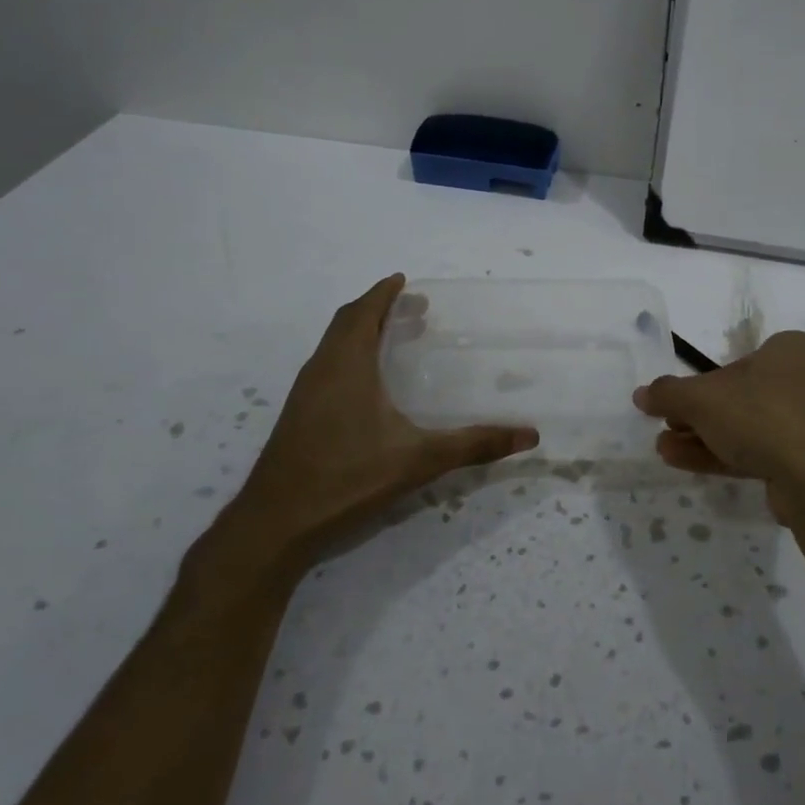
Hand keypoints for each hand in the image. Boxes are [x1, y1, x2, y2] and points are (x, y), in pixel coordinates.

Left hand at [193, 275, 537, 585]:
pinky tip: (370, 386)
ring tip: (396, 339)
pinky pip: (327, 367)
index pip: (362, 312)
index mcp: (346, 365)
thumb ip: (474, 445)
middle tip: (412, 309)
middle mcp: (321, 370)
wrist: (275, 524)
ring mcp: (304, 394)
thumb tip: (529, 436)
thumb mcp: (418, 460)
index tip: (403, 280)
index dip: (383, 292)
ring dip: (362, 332)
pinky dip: (350, 357)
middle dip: (377, 309)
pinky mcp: (298, 416)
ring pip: (333, 346)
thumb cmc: (346, 478)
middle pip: (346, 323)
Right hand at [632, 331, 804, 519]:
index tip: (674, 404)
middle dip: (696, 416)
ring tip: (664, 450)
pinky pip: (763, 451)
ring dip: (703, 438)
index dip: (700, 383)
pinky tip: (686, 462)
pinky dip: (725, 454)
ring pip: (748, 427)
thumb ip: (668, 393)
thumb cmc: (761, 416)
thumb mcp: (702, 399)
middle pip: (739, 397)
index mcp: (788, 350)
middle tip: (665, 428)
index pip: (735, 361)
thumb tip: (641, 393)